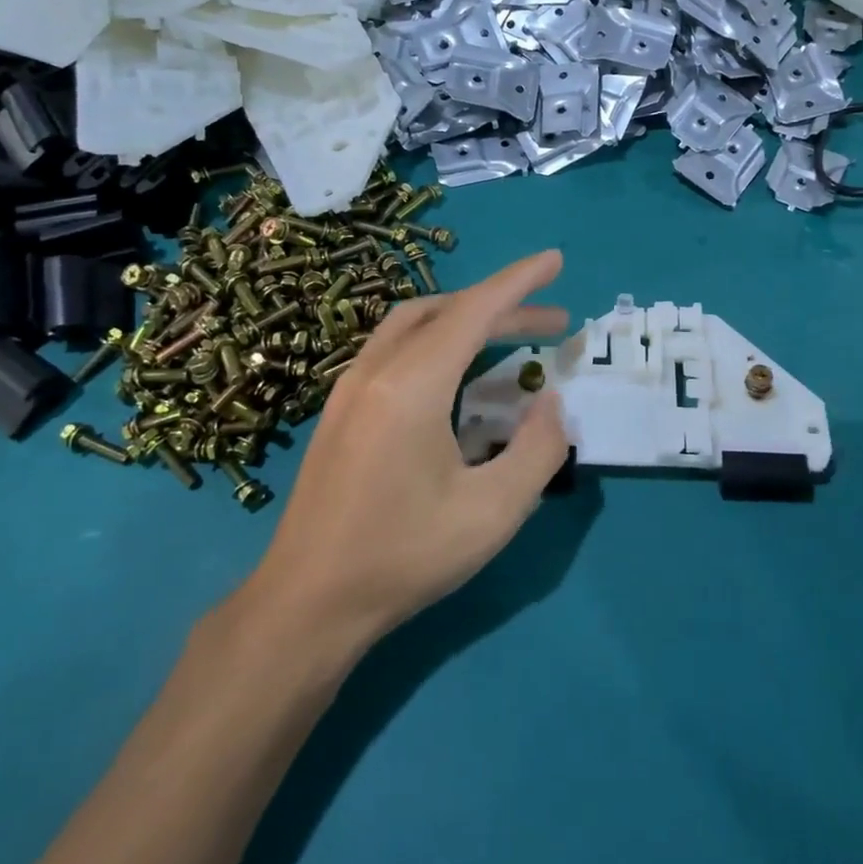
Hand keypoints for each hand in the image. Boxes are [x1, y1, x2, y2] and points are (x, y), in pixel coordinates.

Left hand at [243, 250, 570, 651]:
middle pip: (446, 312)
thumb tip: (551, 402)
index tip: (555, 260)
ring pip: (415, 325)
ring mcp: (350, 389)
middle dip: (504, 306)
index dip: (519, 281)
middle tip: (555, 319)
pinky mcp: (340, 411)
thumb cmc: (404, 555)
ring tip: (510, 336)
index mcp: (411, 385)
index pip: (475, 310)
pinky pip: (395, 350)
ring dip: (467, 320)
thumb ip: (538, 449)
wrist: (307, 603)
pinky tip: (458, 377)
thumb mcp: (493, 511)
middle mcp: (376, 371)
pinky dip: (438, 342)